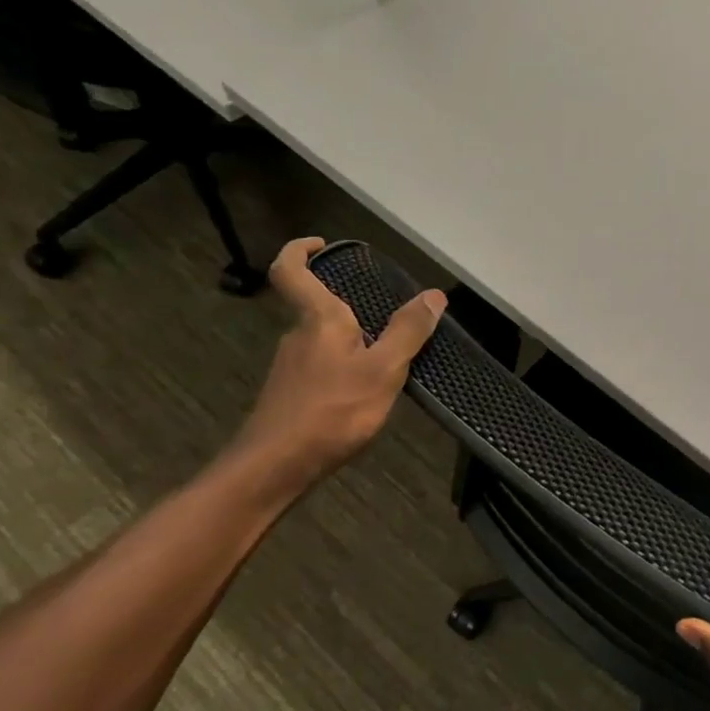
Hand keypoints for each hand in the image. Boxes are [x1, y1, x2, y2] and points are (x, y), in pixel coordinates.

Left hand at [232, 238, 445, 483]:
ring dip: (350, 341)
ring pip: (321, 340)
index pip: (291, 270)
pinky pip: (320, 367)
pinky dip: (343, 368)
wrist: (275, 467)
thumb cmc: (332, 411)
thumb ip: (408, 332)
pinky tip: (364, 393)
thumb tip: (434, 295)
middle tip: (386, 315)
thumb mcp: (384, 370)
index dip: (300, 250)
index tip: (321, 243)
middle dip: (347, 305)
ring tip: (386, 360)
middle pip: (316, 307)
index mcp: (318, 319)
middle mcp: (298, 335)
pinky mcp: (290, 394)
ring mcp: (290, 367)